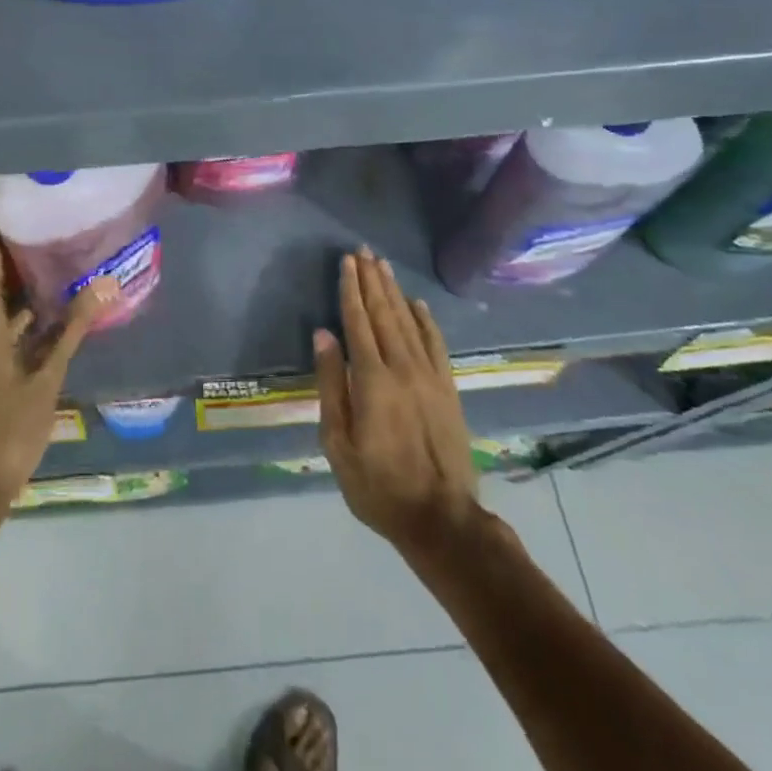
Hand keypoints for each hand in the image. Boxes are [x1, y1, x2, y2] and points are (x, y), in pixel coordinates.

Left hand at [0, 236, 113, 524]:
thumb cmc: (6, 427)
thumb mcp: (47, 375)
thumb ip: (73, 326)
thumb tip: (105, 283)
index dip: (8, 226)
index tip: (41, 211)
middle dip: (28, 255)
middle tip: (69, 236)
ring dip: (27, 286)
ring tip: (69, 265)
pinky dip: (19, 313)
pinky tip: (54, 311)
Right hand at [316, 249, 480, 555]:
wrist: (441, 519)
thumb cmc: (378, 485)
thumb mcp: (337, 442)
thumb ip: (330, 385)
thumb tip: (323, 335)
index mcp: (371, 380)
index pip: (357, 322)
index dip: (350, 290)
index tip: (346, 262)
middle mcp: (402, 368)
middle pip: (383, 314)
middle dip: (371, 280)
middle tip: (363, 251)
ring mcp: (430, 377)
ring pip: (408, 322)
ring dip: (394, 292)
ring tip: (383, 265)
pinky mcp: (448, 389)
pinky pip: (436, 344)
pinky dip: (426, 320)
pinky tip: (417, 303)